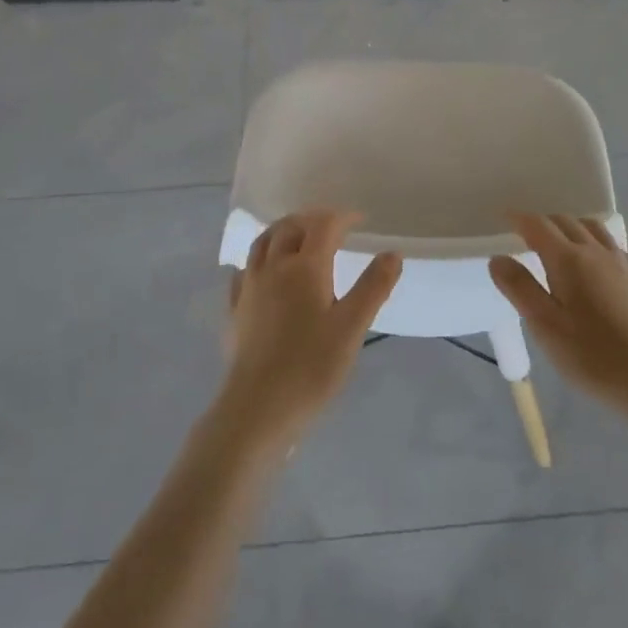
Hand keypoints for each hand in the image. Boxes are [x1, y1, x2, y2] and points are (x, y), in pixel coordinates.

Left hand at [219, 210, 402, 449]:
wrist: (257, 409)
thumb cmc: (311, 367)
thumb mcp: (352, 327)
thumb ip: (373, 287)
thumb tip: (392, 253)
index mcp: (304, 267)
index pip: (323, 226)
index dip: (342, 217)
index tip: (360, 220)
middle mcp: (273, 268)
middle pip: (288, 228)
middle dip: (311, 219)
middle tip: (331, 225)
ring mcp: (249, 288)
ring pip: (262, 244)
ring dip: (282, 231)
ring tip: (297, 237)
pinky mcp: (236, 310)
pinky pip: (245, 271)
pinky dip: (259, 260)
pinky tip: (263, 272)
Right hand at [489, 213, 627, 415]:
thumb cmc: (593, 356)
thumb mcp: (546, 326)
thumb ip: (520, 288)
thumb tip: (498, 258)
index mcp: (569, 260)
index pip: (539, 226)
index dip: (520, 219)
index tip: (505, 217)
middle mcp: (596, 252)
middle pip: (567, 222)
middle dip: (543, 221)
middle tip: (525, 232)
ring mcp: (622, 264)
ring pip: (592, 228)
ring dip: (570, 226)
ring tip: (558, 240)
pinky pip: (611, 244)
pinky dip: (592, 239)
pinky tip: (593, 261)